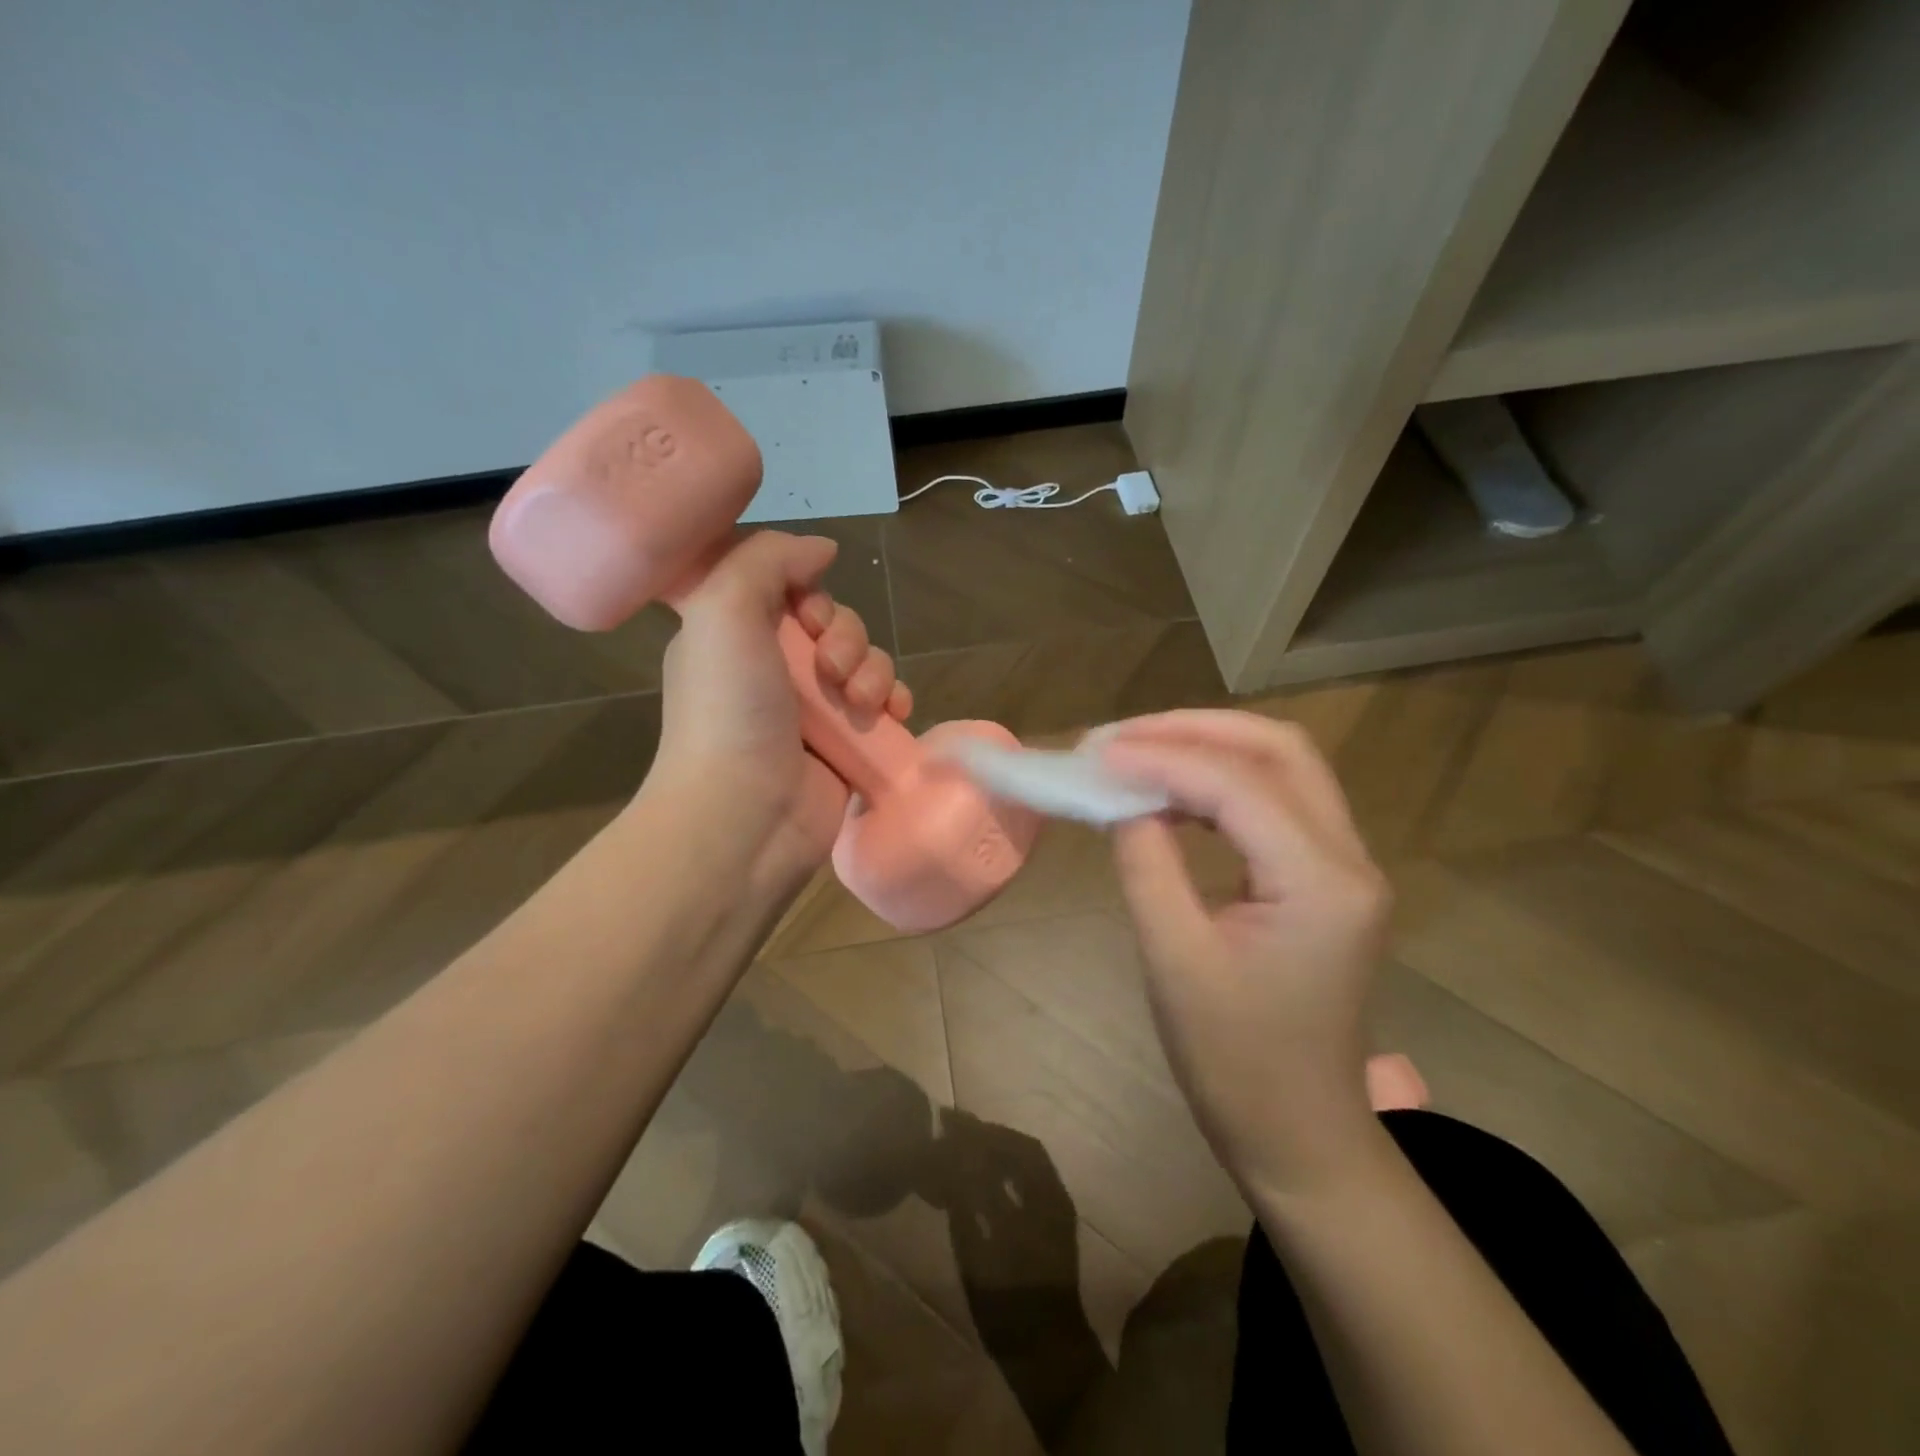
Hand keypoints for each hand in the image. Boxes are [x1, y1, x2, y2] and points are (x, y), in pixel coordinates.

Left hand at [649, 530, 911, 897]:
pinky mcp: (846, 743)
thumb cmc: (729, 710)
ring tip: (861, 700)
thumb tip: (821, 549)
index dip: (807, 590)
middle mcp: (772, 668)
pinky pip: (884, 704)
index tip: (807, 610)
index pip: (785, 589)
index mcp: (734, 634)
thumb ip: (768, 559)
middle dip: (846, 635)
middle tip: (831, 666)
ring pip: (865, 661)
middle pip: (834, 624)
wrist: (748, 814)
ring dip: (873, 669)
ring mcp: (812, 709)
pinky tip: (894, 712)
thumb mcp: (723, 609)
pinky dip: (895, 700)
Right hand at [1100, 711, 1391, 1198]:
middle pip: (1279, 750)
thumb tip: (1121, 798)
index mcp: (1321, 883)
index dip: (1161, 759)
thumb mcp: (1174, 959)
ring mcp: (1344, 866)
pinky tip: (1171, 794)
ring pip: (1282, 766)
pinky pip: (1275, 802)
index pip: (1237, 786)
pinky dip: (1219, 783)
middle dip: (1194, 729)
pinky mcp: (1325, 878)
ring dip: (1208, 748)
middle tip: (1120, 737)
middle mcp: (1348, 859)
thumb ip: (1146, 862)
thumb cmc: (1234, 1062)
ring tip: (1136, 752)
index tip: (1094, 754)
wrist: (1299, 1134)